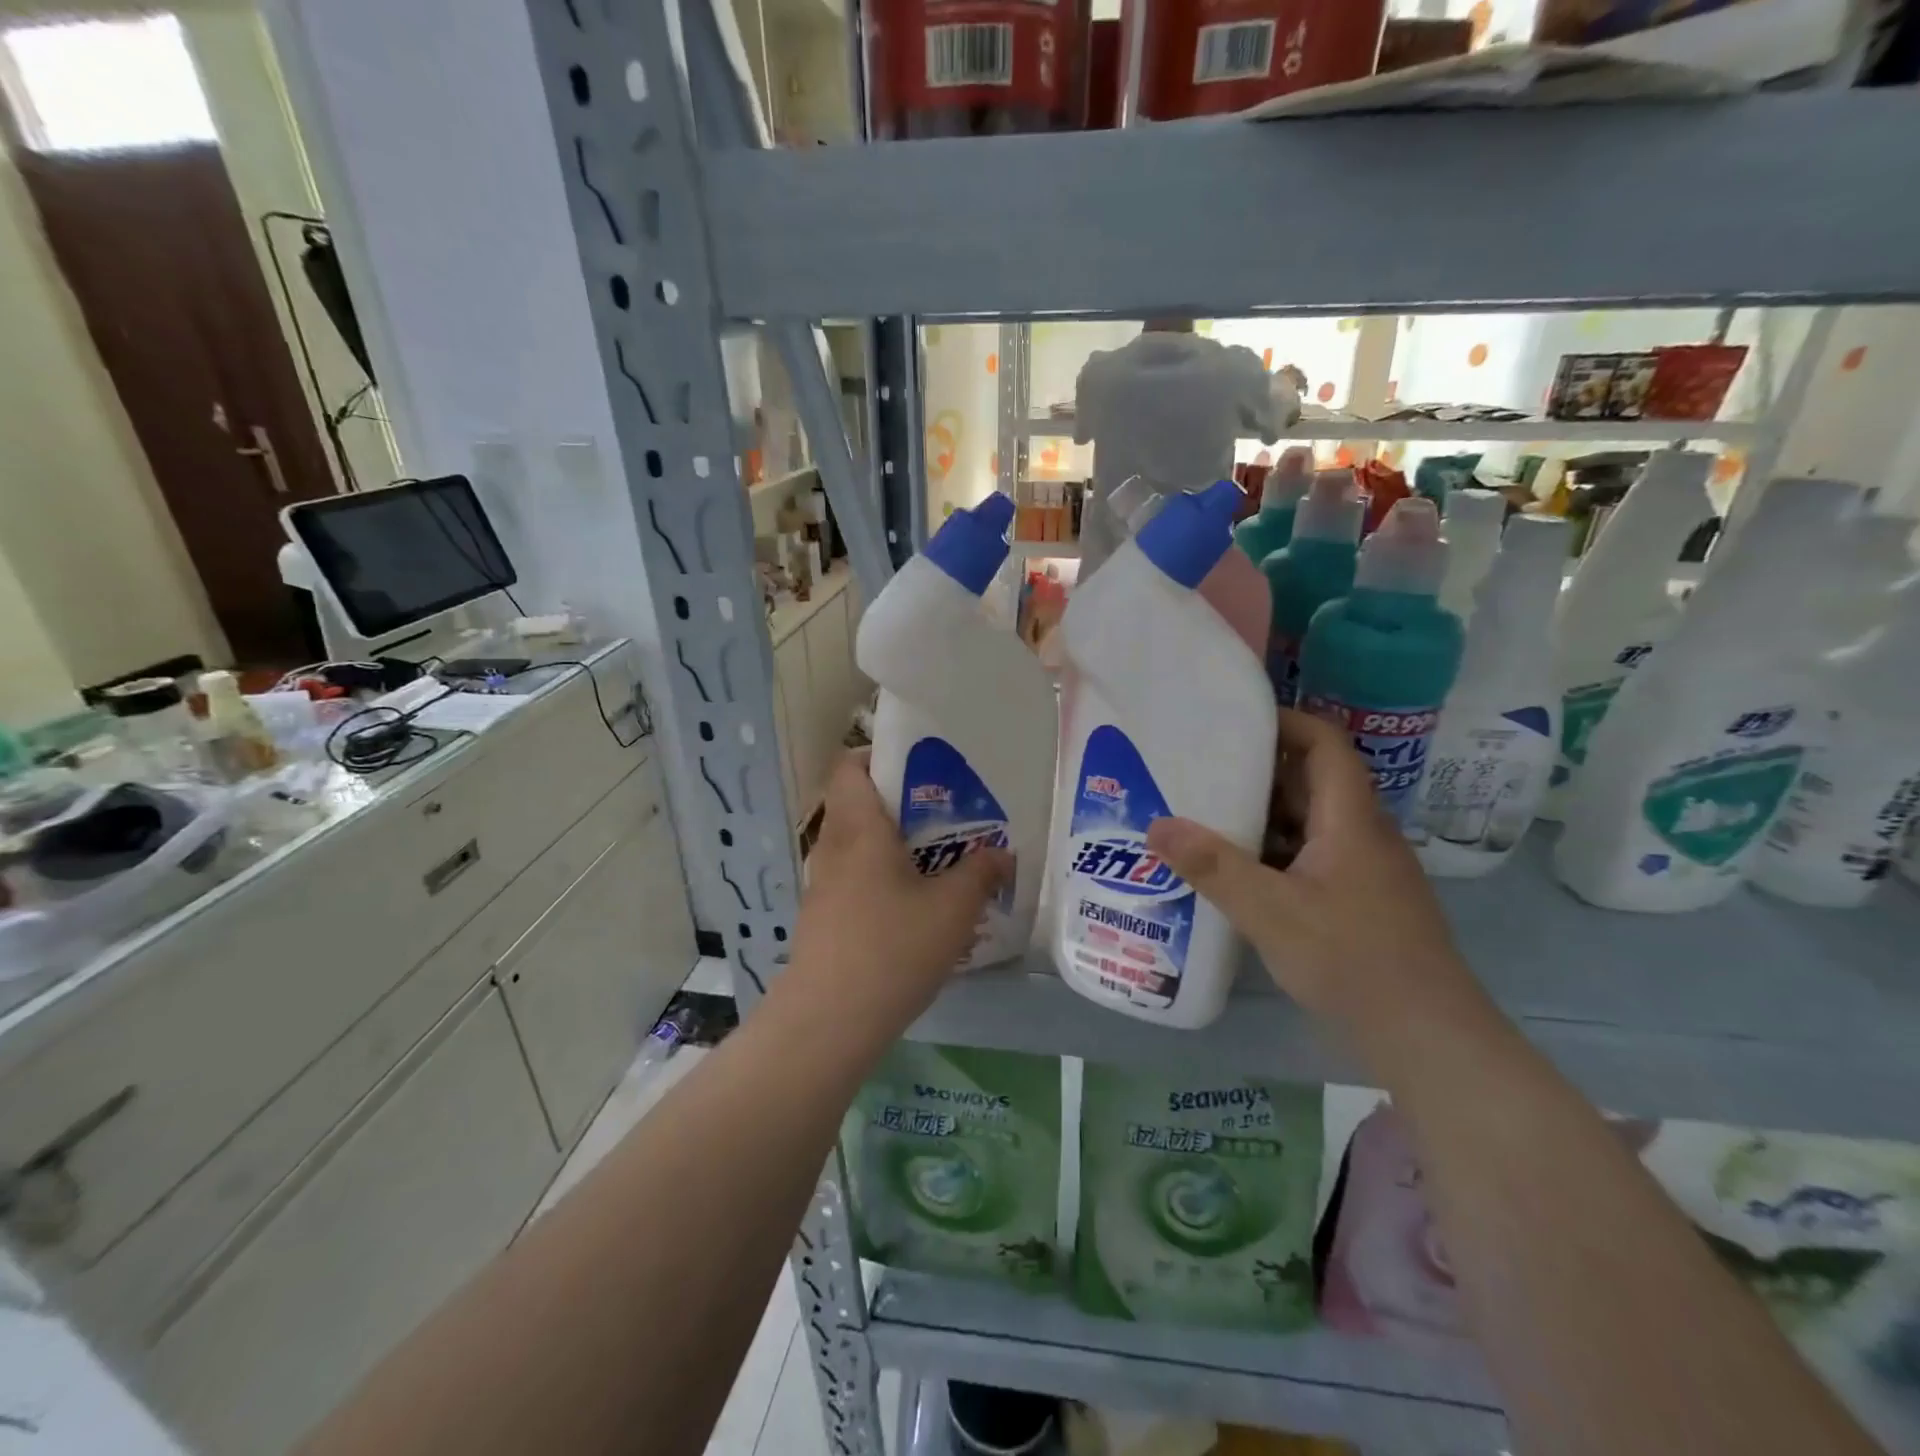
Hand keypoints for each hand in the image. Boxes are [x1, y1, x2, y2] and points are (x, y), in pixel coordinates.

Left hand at [780, 752, 1011, 1039]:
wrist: (829, 1020)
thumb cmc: (893, 948)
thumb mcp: (953, 908)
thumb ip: (981, 873)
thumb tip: (1003, 854)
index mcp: (859, 828)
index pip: (850, 765)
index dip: (879, 755)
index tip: (920, 767)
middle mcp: (834, 846)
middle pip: (857, 803)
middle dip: (899, 802)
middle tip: (945, 813)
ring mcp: (823, 884)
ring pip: (857, 844)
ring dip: (892, 844)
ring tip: (938, 858)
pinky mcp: (823, 916)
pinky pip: (854, 878)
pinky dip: (881, 877)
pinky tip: (914, 905)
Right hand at [1144, 709, 1482, 1037]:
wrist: (1428, 1039)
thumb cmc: (1353, 961)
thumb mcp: (1271, 912)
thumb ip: (1213, 867)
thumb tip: (1156, 825)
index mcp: (1351, 820)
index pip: (1325, 743)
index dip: (1284, 722)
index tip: (1230, 723)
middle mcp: (1361, 835)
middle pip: (1310, 781)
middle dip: (1255, 771)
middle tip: (1197, 769)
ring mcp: (1362, 870)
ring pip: (1307, 824)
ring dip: (1260, 816)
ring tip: (1203, 816)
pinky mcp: (1358, 901)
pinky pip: (1308, 857)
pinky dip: (1271, 854)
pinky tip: (1234, 873)